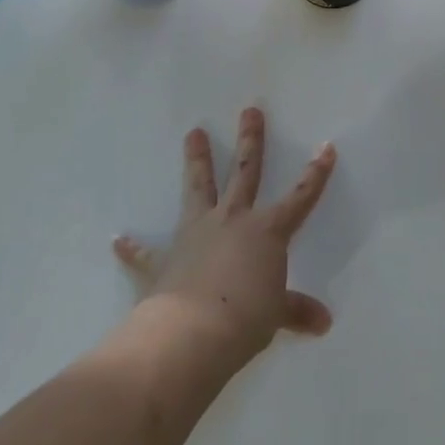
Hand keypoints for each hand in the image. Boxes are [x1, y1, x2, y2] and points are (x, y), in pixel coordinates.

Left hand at [114, 108, 336, 371]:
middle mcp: (232, 221)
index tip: (326, 146)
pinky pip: (145, 253)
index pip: (300, 197)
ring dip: (196, 161)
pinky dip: (133, 248)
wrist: (191, 334)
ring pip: (198, 188)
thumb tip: (323, 322)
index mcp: (266, 231)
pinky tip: (119, 239)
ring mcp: (195, 235)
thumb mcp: (276, 315)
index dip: (315, 174)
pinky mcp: (164, 261)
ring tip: (193, 132)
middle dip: (250, 141)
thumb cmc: (245, 318)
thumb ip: (296, 310)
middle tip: (249, 111)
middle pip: (244, 173)